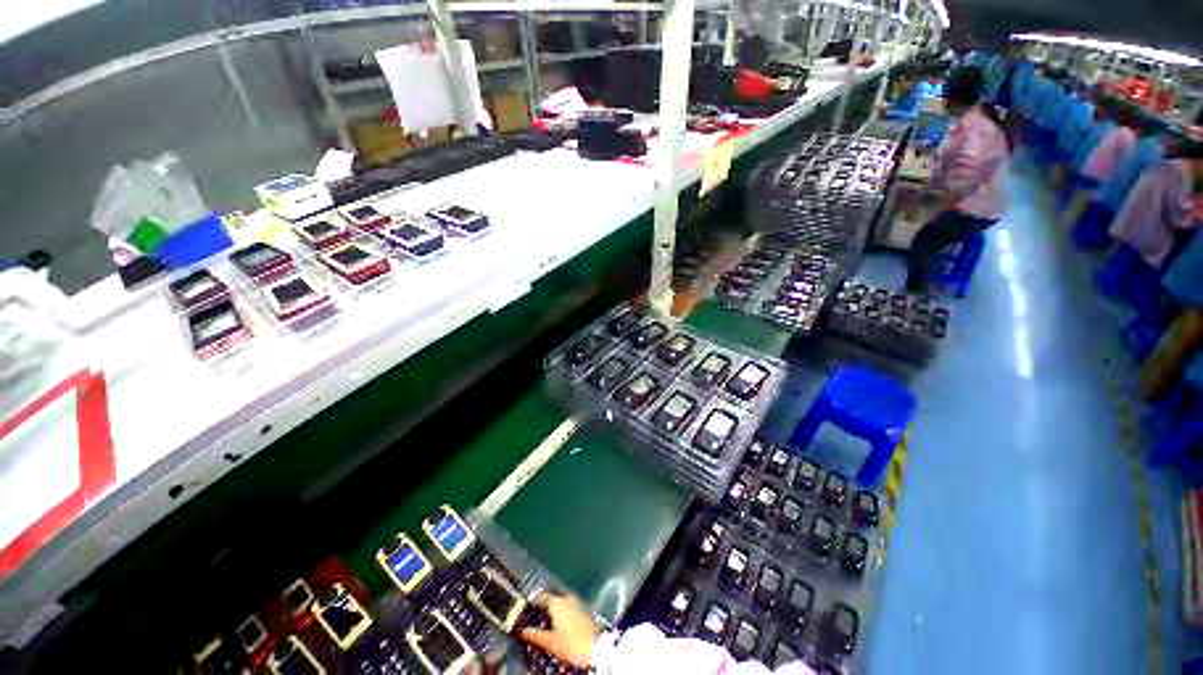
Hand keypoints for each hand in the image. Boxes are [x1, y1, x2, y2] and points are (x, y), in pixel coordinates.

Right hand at [519, 593, 600, 668]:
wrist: (596, 646)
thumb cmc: (570, 642)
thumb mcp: (550, 641)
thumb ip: (535, 635)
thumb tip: (523, 631)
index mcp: (556, 602)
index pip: (541, 597)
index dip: (533, 602)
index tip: (525, 609)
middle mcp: (566, 598)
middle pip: (551, 600)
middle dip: (543, 608)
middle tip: (534, 618)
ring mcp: (576, 603)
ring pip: (561, 604)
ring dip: (554, 612)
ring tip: (546, 623)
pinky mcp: (583, 610)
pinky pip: (569, 609)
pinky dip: (562, 614)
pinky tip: (560, 625)